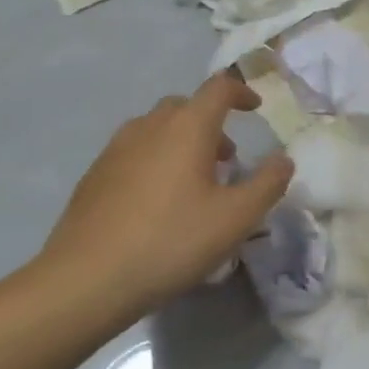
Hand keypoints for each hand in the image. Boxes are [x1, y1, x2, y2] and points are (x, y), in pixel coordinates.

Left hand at [35, 72, 294, 320]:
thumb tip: (283, 160)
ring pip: (156, 128)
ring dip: (182, 141)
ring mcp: (115, 150)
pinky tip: (158, 203)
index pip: (218, 88)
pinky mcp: (94, 176)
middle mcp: (149, 127)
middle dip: (211, 122)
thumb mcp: (236, 218)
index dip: (241, 92)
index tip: (256, 109)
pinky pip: (134, 152)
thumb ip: (268, 184)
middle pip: (185, 106)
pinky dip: (156, 160)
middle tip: (228, 158)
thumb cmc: (171, 241)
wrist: (84, 280)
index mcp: (187, 128)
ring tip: (195, 181)